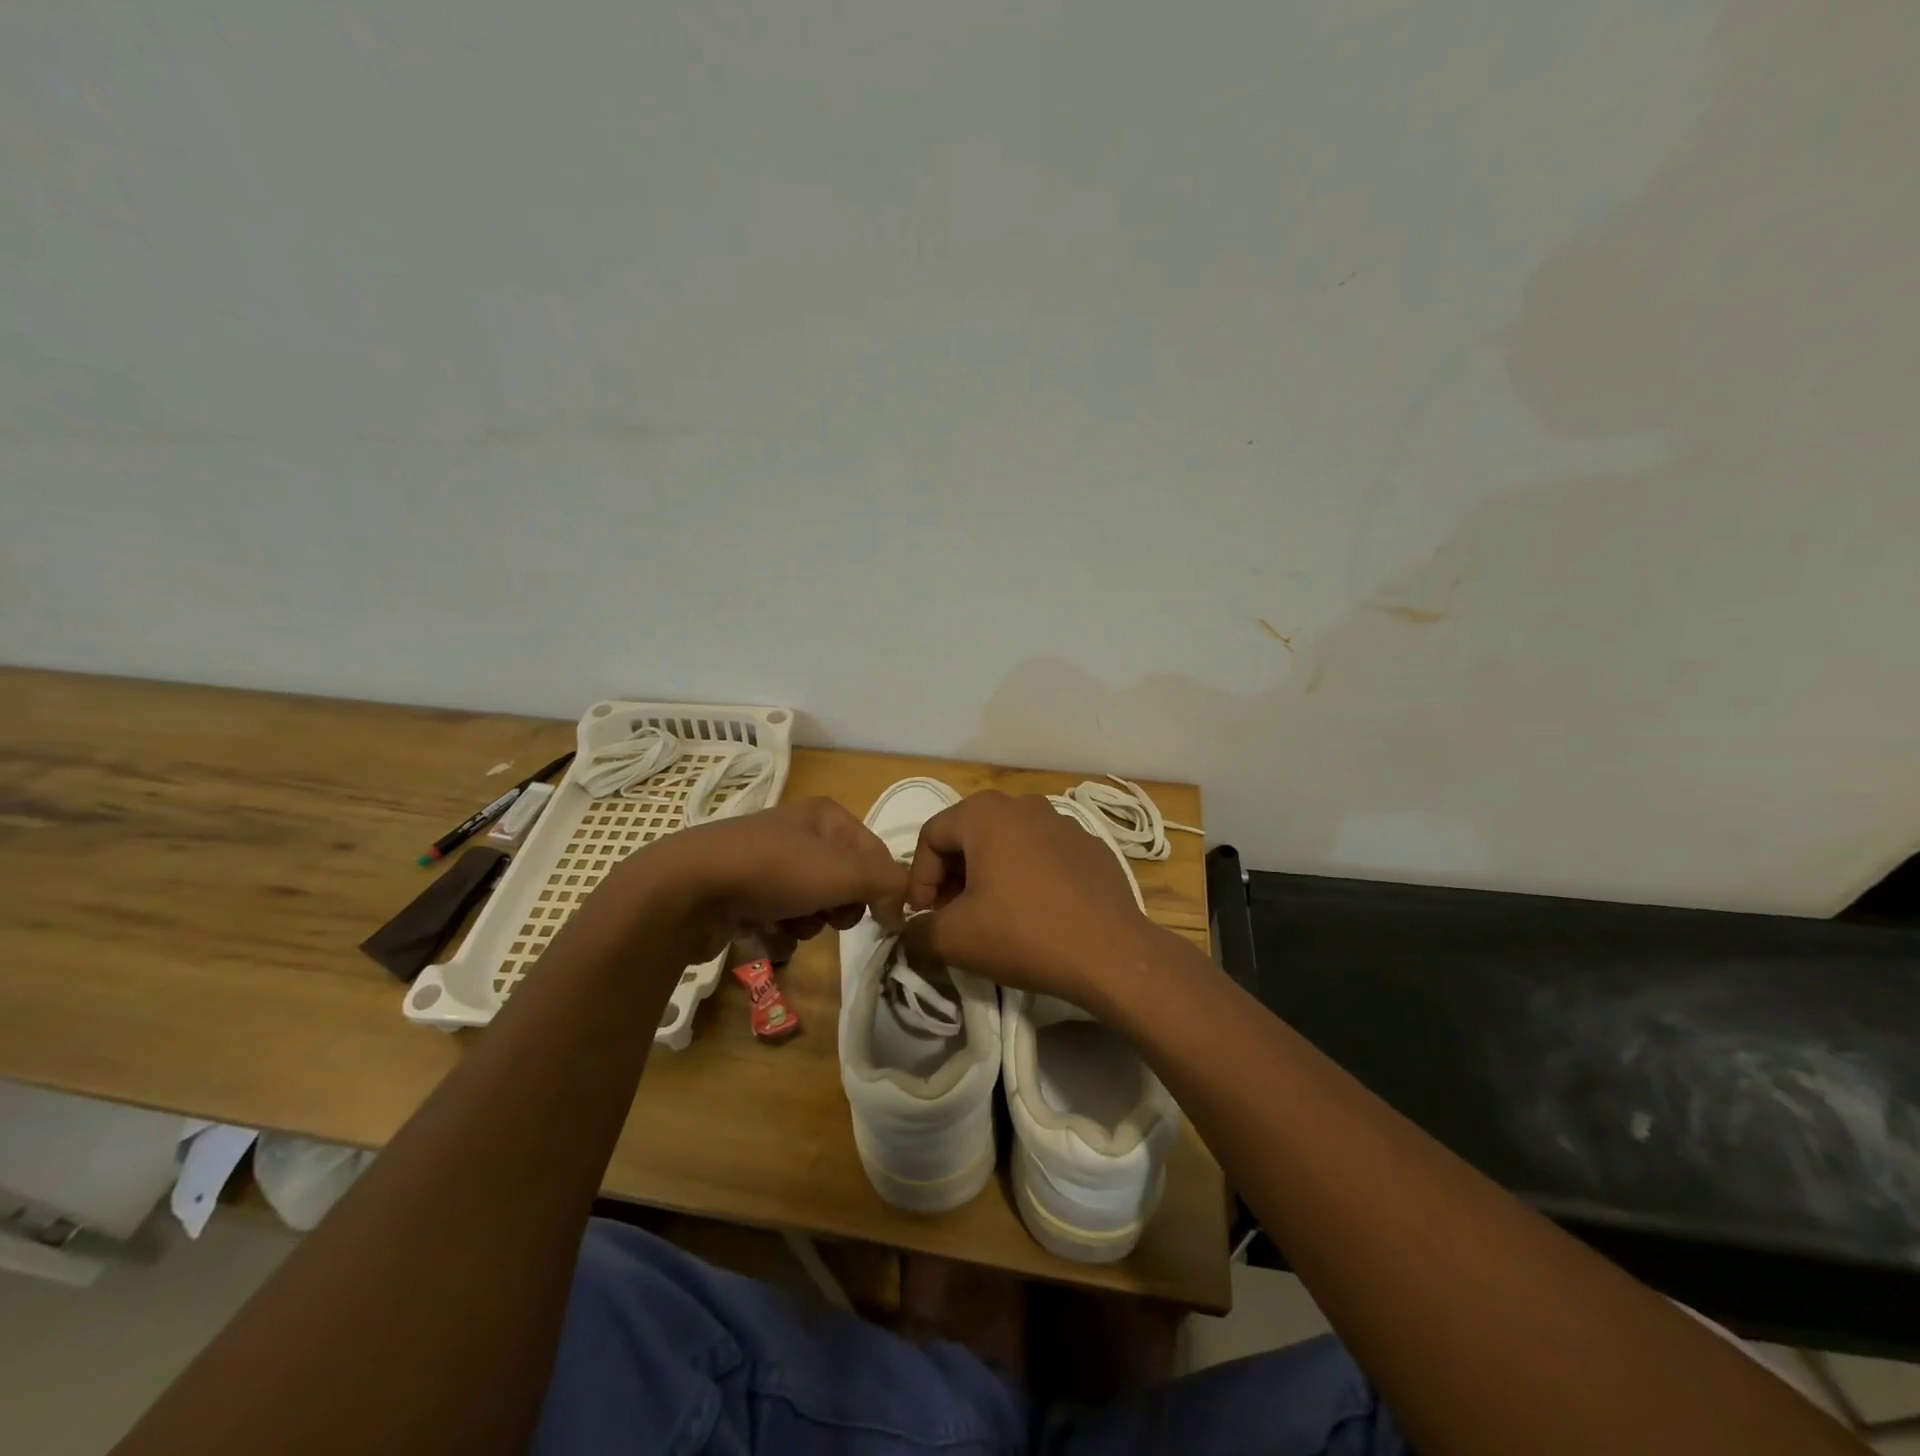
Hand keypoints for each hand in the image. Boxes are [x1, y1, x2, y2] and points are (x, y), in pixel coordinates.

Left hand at [596, 798, 907, 964]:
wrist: (688, 888)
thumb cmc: (776, 871)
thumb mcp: (845, 872)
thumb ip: (888, 885)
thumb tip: (906, 908)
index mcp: (825, 816)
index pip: (875, 852)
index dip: (884, 887)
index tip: (884, 921)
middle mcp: (797, 832)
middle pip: (843, 880)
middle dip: (840, 906)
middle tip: (830, 917)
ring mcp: (765, 862)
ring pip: (811, 903)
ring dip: (809, 923)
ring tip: (790, 925)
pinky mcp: (740, 891)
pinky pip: (778, 917)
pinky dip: (777, 931)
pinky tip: (763, 933)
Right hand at [901, 791, 1156, 1007]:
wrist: (1111, 952)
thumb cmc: (1023, 933)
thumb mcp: (954, 938)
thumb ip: (918, 931)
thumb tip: (912, 931)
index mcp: (986, 813)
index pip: (931, 835)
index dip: (918, 878)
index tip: (922, 917)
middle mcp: (1024, 805)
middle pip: (970, 836)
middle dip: (952, 877)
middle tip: (951, 917)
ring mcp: (1063, 823)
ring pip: (1008, 845)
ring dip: (989, 876)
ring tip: (991, 916)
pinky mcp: (1090, 848)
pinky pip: (1043, 856)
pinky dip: (1027, 878)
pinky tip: (1035, 914)